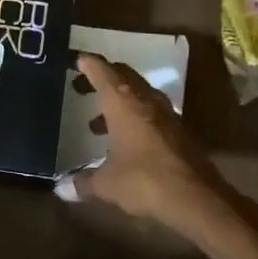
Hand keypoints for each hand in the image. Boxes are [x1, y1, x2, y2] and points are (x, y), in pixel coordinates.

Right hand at [64, 55, 257, 258]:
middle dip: (102, 78)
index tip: (76, 60)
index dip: (88, 63)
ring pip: (138, 95)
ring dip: (118, 101)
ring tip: (97, 123)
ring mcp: (166, 114)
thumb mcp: (107, 184)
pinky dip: (133, 118)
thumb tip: (60, 189)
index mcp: (123, 102)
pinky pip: (150, 113)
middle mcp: (145, 100)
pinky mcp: (179, 131)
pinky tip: (124, 141)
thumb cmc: (144, 180)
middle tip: (81, 86)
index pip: (102, 71)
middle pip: (122, 76)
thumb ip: (83, 183)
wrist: (197, 198)